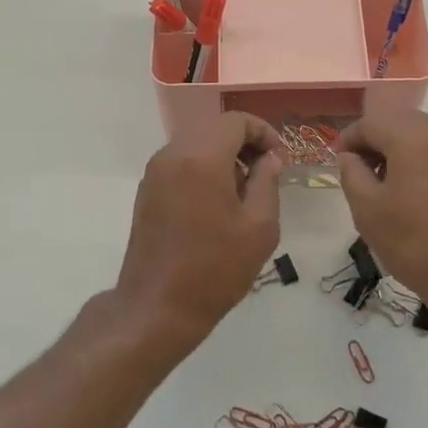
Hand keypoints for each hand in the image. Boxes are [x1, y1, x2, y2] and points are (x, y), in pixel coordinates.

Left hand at [113, 113, 285, 347]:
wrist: (157, 307)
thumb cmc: (215, 268)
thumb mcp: (259, 227)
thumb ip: (267, 182)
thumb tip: (268, 160)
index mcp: (201, 157)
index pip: (235, 121)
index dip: (264, 132)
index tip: (280, 159)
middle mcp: (172, 155)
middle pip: (214, 128)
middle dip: (244, 143)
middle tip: (266, 173)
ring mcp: (155, 172)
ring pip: (196, 144)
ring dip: (223, 156)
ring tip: (244, 191)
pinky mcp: (147, 191)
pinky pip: (180, 163)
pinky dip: (203, 168)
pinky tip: (217, 203)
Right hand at [336, 111, 427, 319]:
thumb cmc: (416, 245)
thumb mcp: (368, 210)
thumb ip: (351, 174)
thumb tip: (351, 158)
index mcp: (417, 137)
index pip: (373, 122)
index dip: (349, 138)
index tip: (337, 161)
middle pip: (401, 123)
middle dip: (375, 141)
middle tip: (358, 172)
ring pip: (424, 137)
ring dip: (400, 151)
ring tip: (385, 186)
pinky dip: (423, 163)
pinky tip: (415, 196)